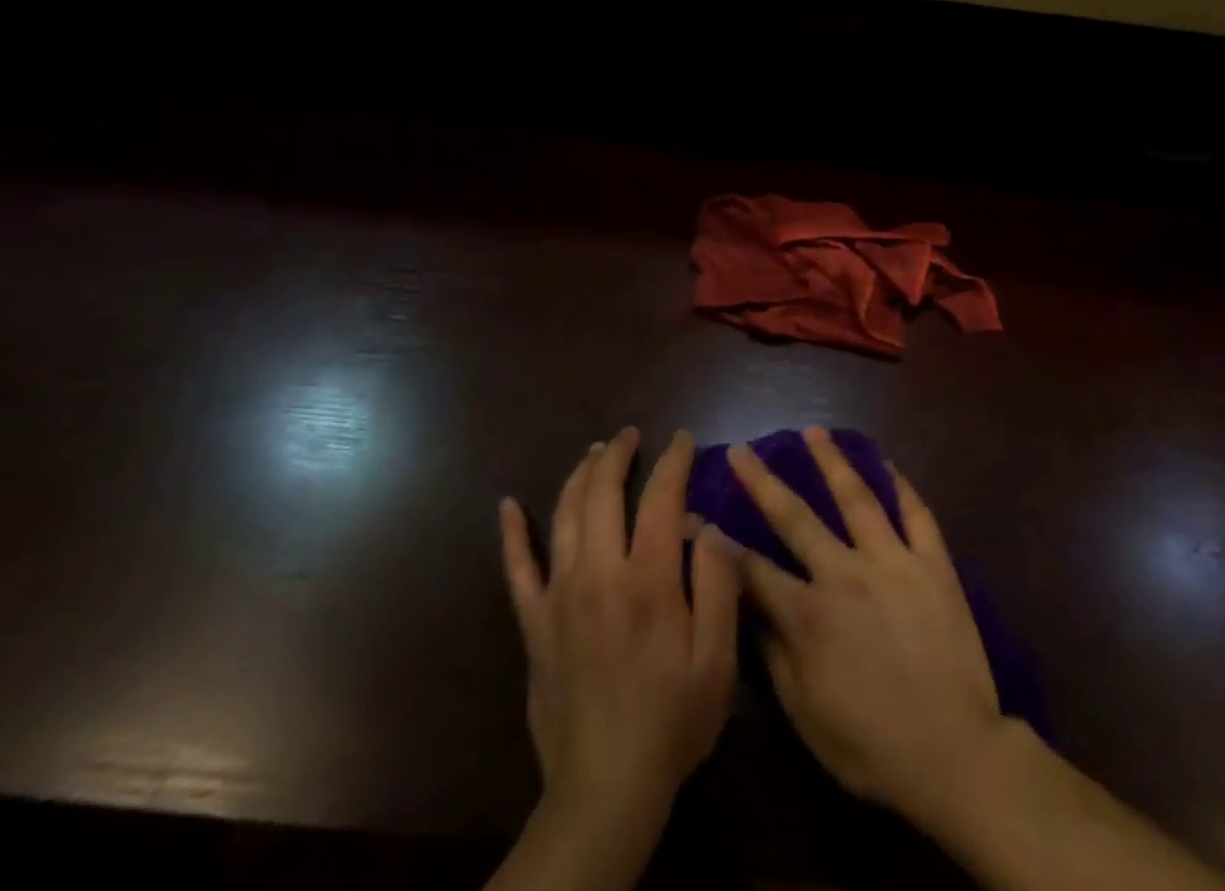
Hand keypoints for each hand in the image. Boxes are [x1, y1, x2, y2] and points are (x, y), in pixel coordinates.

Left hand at [500, 427, 740, 839]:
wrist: (605, 790)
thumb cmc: (673, 721)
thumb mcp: (717, 658)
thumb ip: (717, 584)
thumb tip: (707, 525)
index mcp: (648, 580)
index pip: (661, 498)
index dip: (673, 461)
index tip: (682, 439)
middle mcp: (598, 575)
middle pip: (603, 494)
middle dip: (618, 455)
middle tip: (631, 435)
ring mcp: (559, 598)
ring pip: (563, 517)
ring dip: (579, 476)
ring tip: (593, 452)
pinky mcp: (534, 625)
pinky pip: (517, 569)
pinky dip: (512, 534)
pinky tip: (507, 506)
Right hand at [726, 426, 1006, 830]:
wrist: (956, 755)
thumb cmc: (871, 744)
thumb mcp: (805, 713)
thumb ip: (773, 654)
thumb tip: (749, 606)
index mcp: (808, 613)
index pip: (752, 568)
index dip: (718, 542)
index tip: (694, 514)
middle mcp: (845, 573)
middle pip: (796, 516)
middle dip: (763, 481)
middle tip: (743, 450)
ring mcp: (892, 561)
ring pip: (857, 497)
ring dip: (831, 461)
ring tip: (813, 431)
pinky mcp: (933, 563)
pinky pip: (916, 514)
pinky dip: (901, 485)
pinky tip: (888, 463)